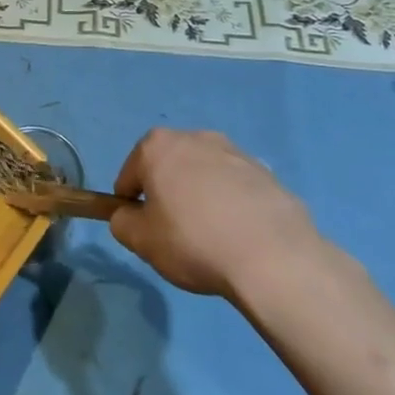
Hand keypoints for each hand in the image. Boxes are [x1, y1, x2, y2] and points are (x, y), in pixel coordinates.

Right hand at [109, 128, 322, 301]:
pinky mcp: (266, 173)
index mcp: (157, 146)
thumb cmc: (193, 241)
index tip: (143, 229)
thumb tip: (128, 216)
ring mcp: (234, 152)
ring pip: (204, 175)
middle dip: (168, 193)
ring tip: (212, 238)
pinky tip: (240, 237)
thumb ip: (122, 223)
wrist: (273, 257)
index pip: (130, 175)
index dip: (131, 203)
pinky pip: (236, 188)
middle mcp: (195, 137)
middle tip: (176, 233)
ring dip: (201, 196)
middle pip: (169, 167)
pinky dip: (232, 205)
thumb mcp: (141, 241)